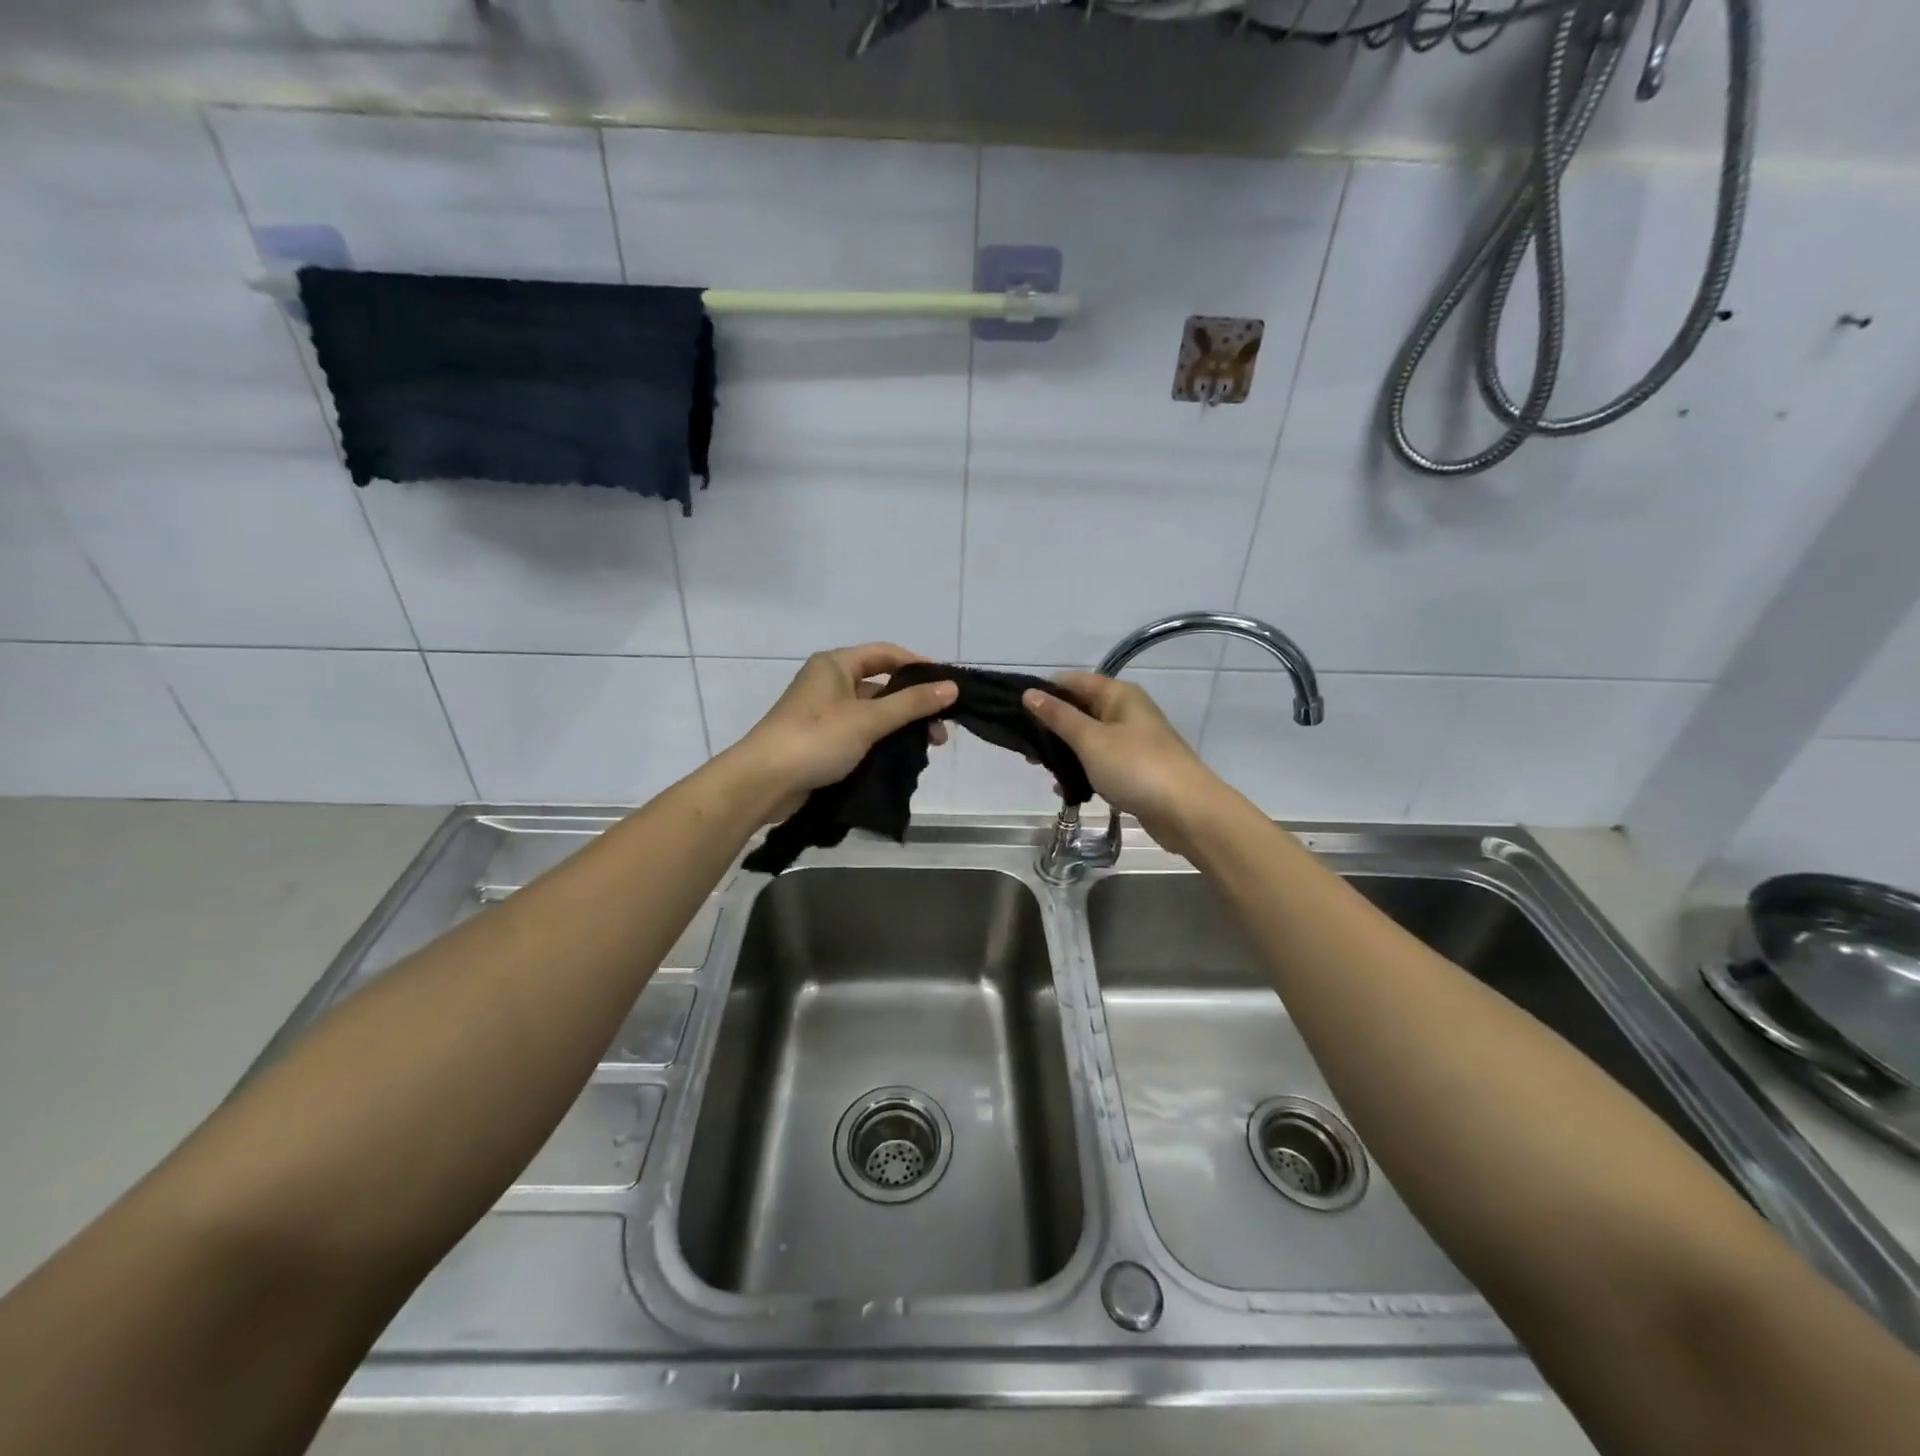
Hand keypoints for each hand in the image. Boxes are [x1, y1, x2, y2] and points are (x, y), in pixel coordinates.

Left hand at [733, 644, 957, 821]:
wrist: (763, 782)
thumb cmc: (816, 738)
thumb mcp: (869, 719)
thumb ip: (912, 703)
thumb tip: (953, 687)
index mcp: (835, 665)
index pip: (886, 654)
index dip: (918, 665)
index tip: (947, 686)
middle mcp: (829, 683)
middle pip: (881, 685)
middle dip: (913, 704)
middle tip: (940, 729)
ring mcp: (823, 713)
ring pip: (873, 712)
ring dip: (900, 726)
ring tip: (927, 747)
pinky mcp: (821, 741)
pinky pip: (860, 733)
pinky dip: (882, 741)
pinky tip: (901, 757)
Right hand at [1022, 673, 1229, 856]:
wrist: (1187, 812)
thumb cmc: (1136, 767)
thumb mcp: (1090, 740)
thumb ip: (1058, 717)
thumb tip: (1030, 693)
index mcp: (1119, 695)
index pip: (1073, 681)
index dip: (1044, 690)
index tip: (1014, 709)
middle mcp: (1126, 712)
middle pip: (1080, 709)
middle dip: (1051, 726)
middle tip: (1023, 746)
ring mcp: (1133, 742)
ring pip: (1088, 738)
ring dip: (1064, 752)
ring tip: (1039, 768)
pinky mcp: (1135, 769)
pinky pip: (1100, 762)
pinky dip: (1082, 771)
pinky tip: (1065, 789)